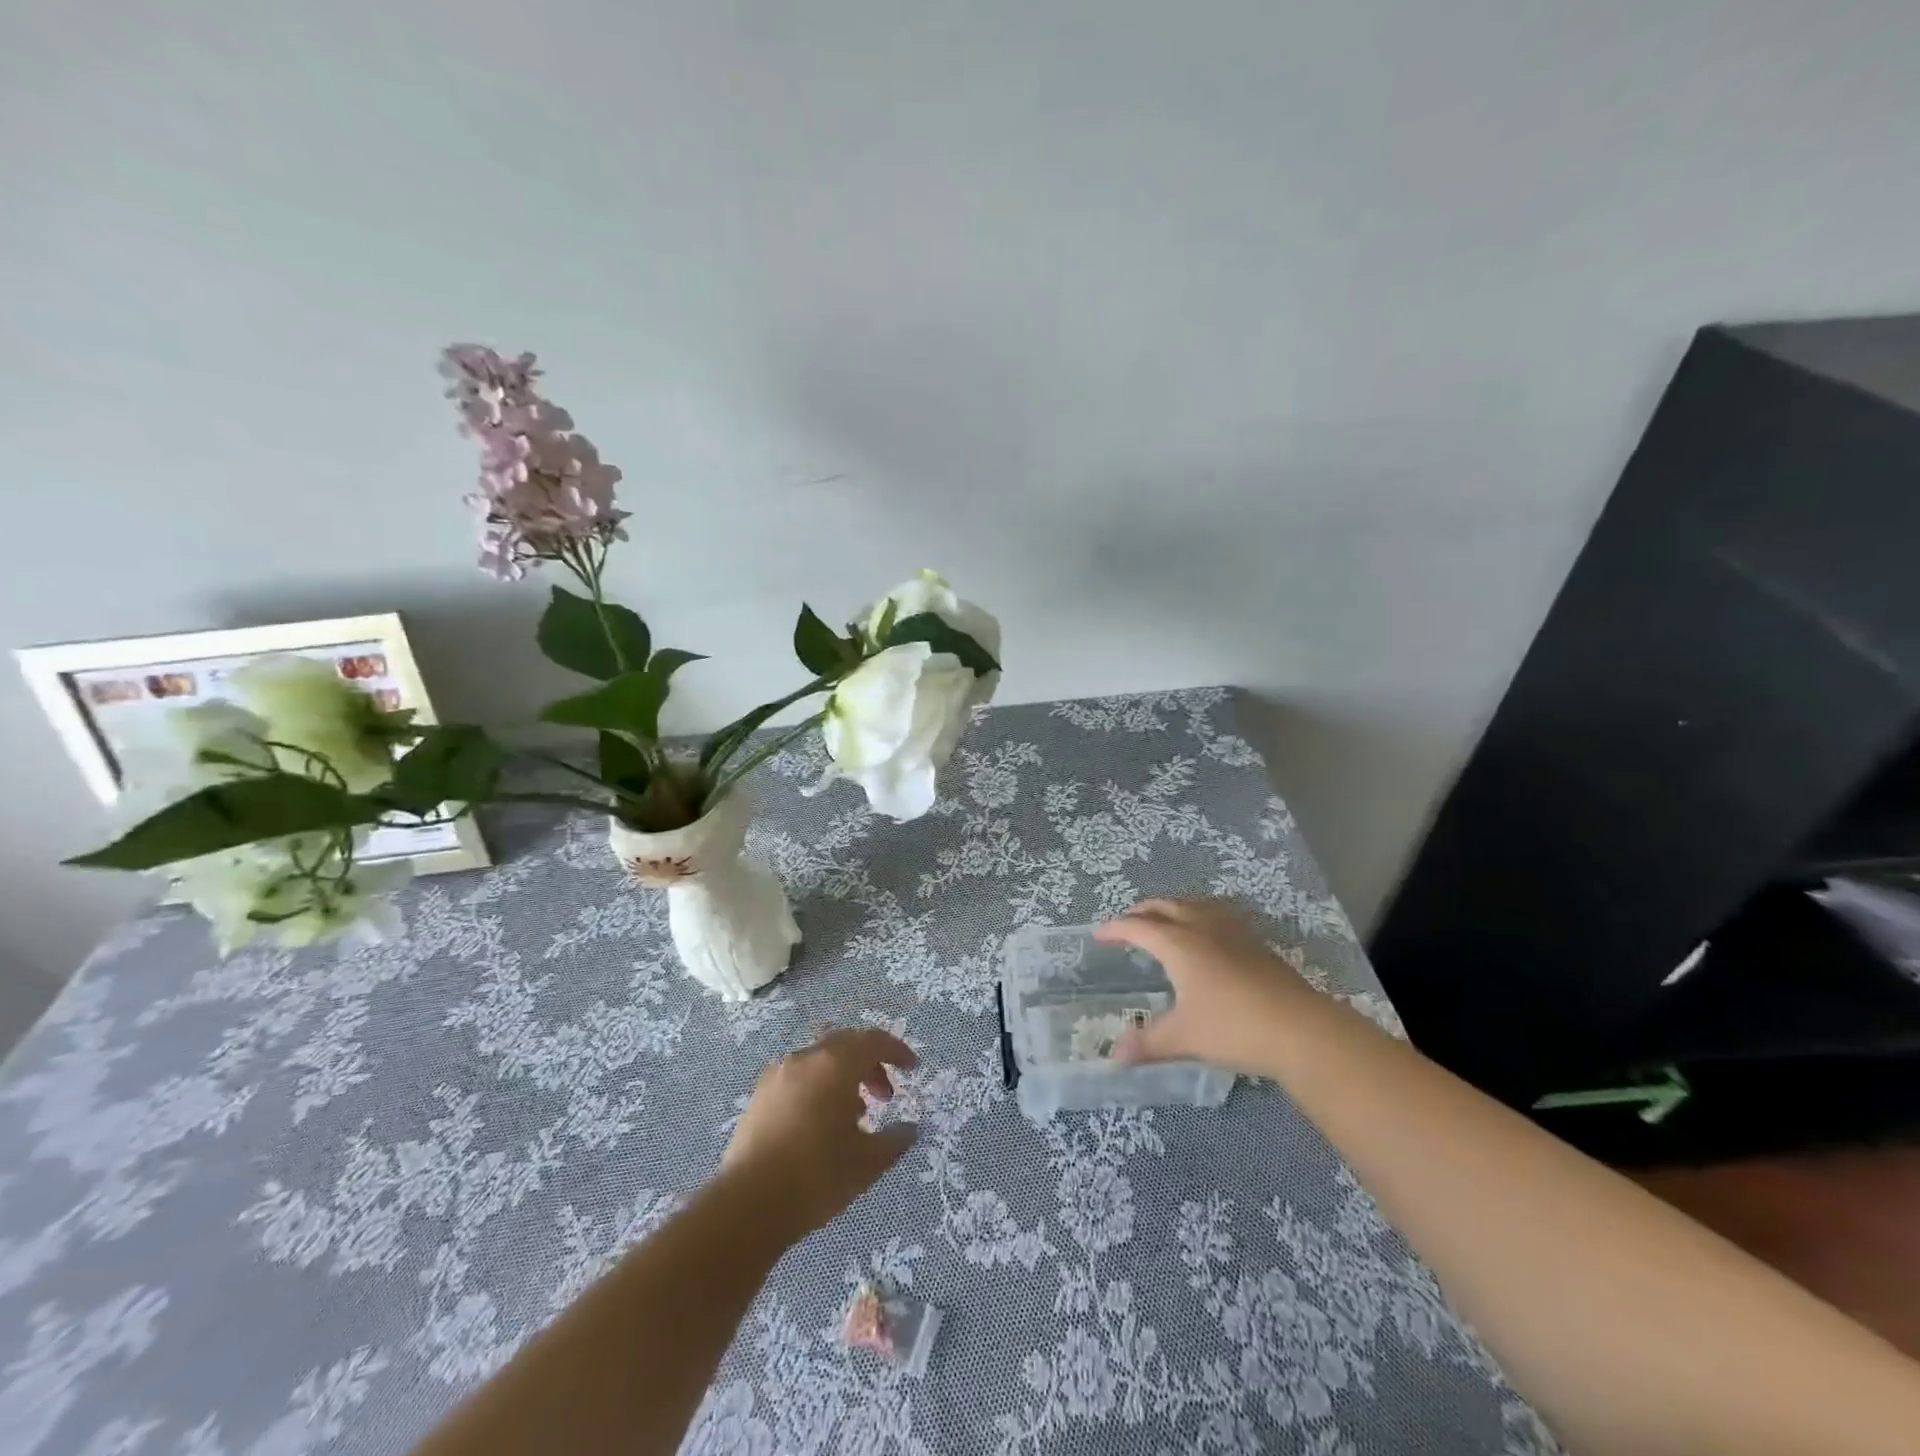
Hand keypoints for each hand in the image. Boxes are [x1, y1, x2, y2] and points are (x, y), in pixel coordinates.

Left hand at [721, 1027, 919, 1240]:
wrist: (747, 1205)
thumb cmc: (817, 1176)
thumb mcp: (867, 1163)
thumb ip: (895, 1141)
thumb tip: (911, 1130)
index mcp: (835, 1064)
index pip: (874, 1041)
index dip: (897, 1051)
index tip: (912, 1069)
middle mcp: (806, 1058)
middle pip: (846, 1045)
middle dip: (870, 1064)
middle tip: (885, 1096)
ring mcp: (778, 1075)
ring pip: (820, 1061)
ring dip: (843, 1077)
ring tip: (854, 1115)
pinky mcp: (759, 1096)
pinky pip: (798, 1078)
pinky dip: (818, 1088)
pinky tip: (821, 1125)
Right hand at [1095, 898, 1313, 1075]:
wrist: (1301, 1029)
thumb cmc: (1233, 1028)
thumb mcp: (1183, 1038)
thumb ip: (1147, 1043)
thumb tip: (1115, 1056)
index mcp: (1178, 944)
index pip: (1137, 927)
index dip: (1115, 929)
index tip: (1099, 936)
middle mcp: (1202, 927)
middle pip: (1164, 906)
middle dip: (1141, 912)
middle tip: (1127, 925)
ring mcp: (1232, 931)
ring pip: (1193, 905)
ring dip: (1172, 909)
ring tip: (1164, 923)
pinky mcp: (1255, 942)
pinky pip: (1217, 914)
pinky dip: (1199, 916)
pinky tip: (1207, 936)